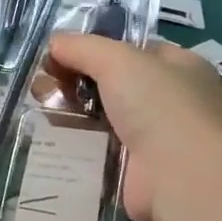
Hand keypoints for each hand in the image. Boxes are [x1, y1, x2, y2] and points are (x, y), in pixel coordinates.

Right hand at [45, 34, 221, 220]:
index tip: (59, 53)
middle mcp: (168, 101)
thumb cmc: (159, 106)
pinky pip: (95, 148)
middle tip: (43, 82)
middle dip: (74, 79)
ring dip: (70, 110)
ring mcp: (151, 137)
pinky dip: (74, 142)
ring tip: (40, 106)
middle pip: (110, 82)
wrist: (181, 178)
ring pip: (99, 116)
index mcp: (179, 68)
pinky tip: (49, 135)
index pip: (132, 50)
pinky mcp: (132, 169)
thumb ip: (83, 47)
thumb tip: (55, 43)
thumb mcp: (119, 60)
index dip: (95, 47)